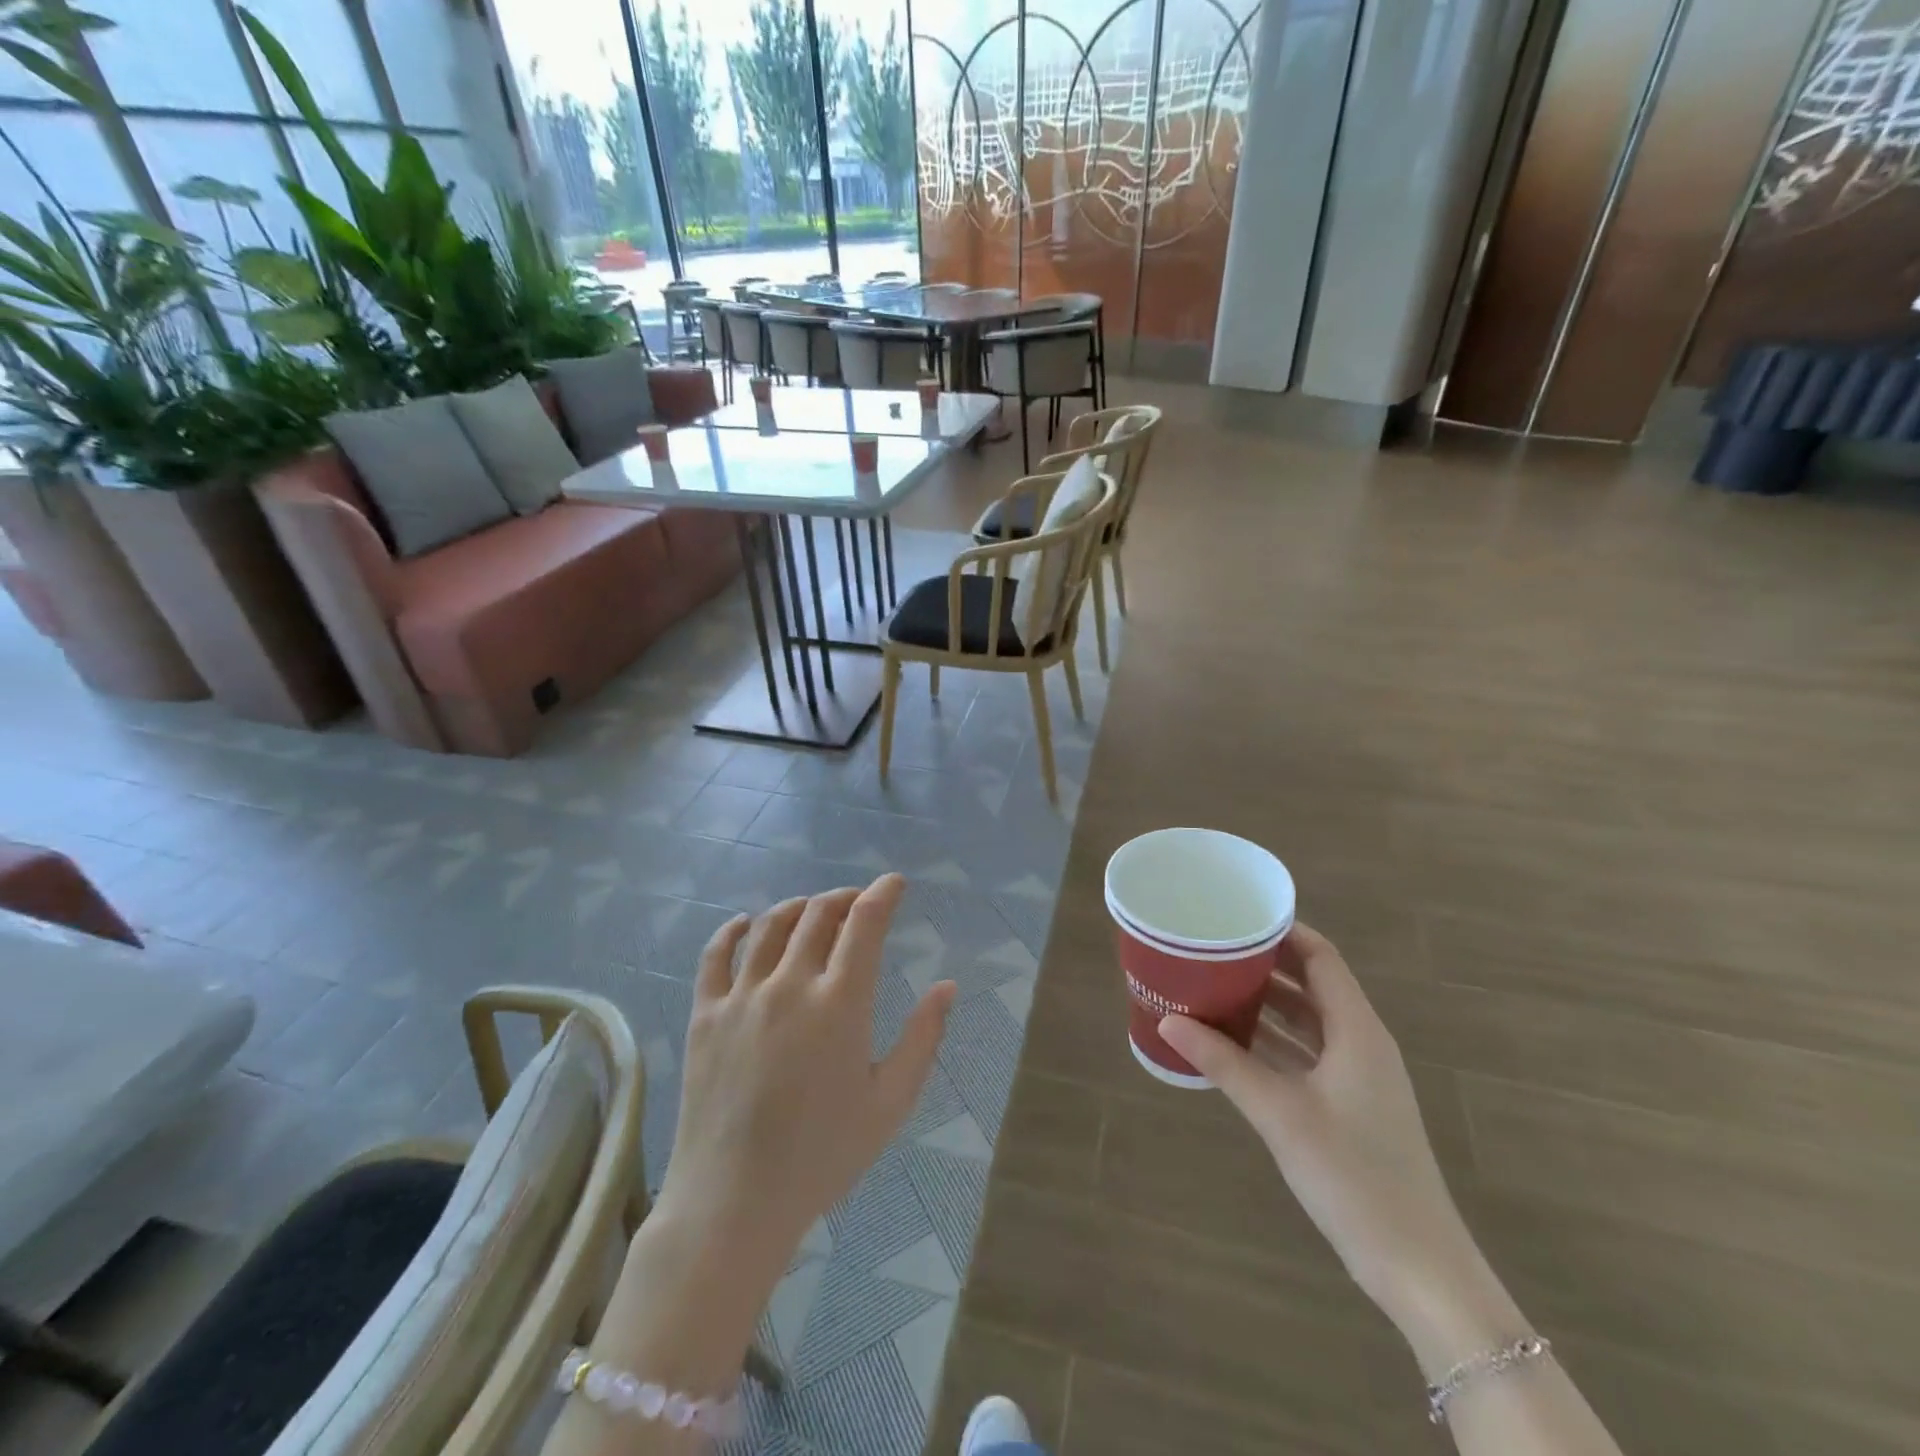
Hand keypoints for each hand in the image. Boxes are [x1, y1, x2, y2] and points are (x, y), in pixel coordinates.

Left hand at [654, 875, 956, 1284]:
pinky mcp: (705, 1014)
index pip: (864, 923)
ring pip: (769, 925)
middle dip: (844, 897)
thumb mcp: (891, 1102)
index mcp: (840, 1003)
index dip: (882, 893)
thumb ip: (923, 1038)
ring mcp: (741, 996)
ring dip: (797, 906)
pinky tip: (744, 923)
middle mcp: (789, 984)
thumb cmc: (823, 1155)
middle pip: (817, 914)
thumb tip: (947, 986)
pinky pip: (715, 955)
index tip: (894, 883)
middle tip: (858, 902)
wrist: (734, 1201)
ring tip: (812, 909)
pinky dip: (732, 930)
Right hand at [1159, 925, 1498, 1350]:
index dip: (1284, 931)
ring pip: (1308, 1021)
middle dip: (1265, 964)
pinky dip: (1273, 1041)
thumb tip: (1169, 1021)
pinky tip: (1232, 1043)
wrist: (1417, 1266)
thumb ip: (1224, 1063)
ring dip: (1266, 1004)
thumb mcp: (1280, 1113)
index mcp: (1357, 1031)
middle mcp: (1361, 1043)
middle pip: (1312, 984)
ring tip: (1213, 986)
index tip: (1237, 917)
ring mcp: (1358, 1077)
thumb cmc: (1353, 1176)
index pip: (1321, 957)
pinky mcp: (1349, 1106)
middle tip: (1213, 950)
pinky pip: (1306, 1054)